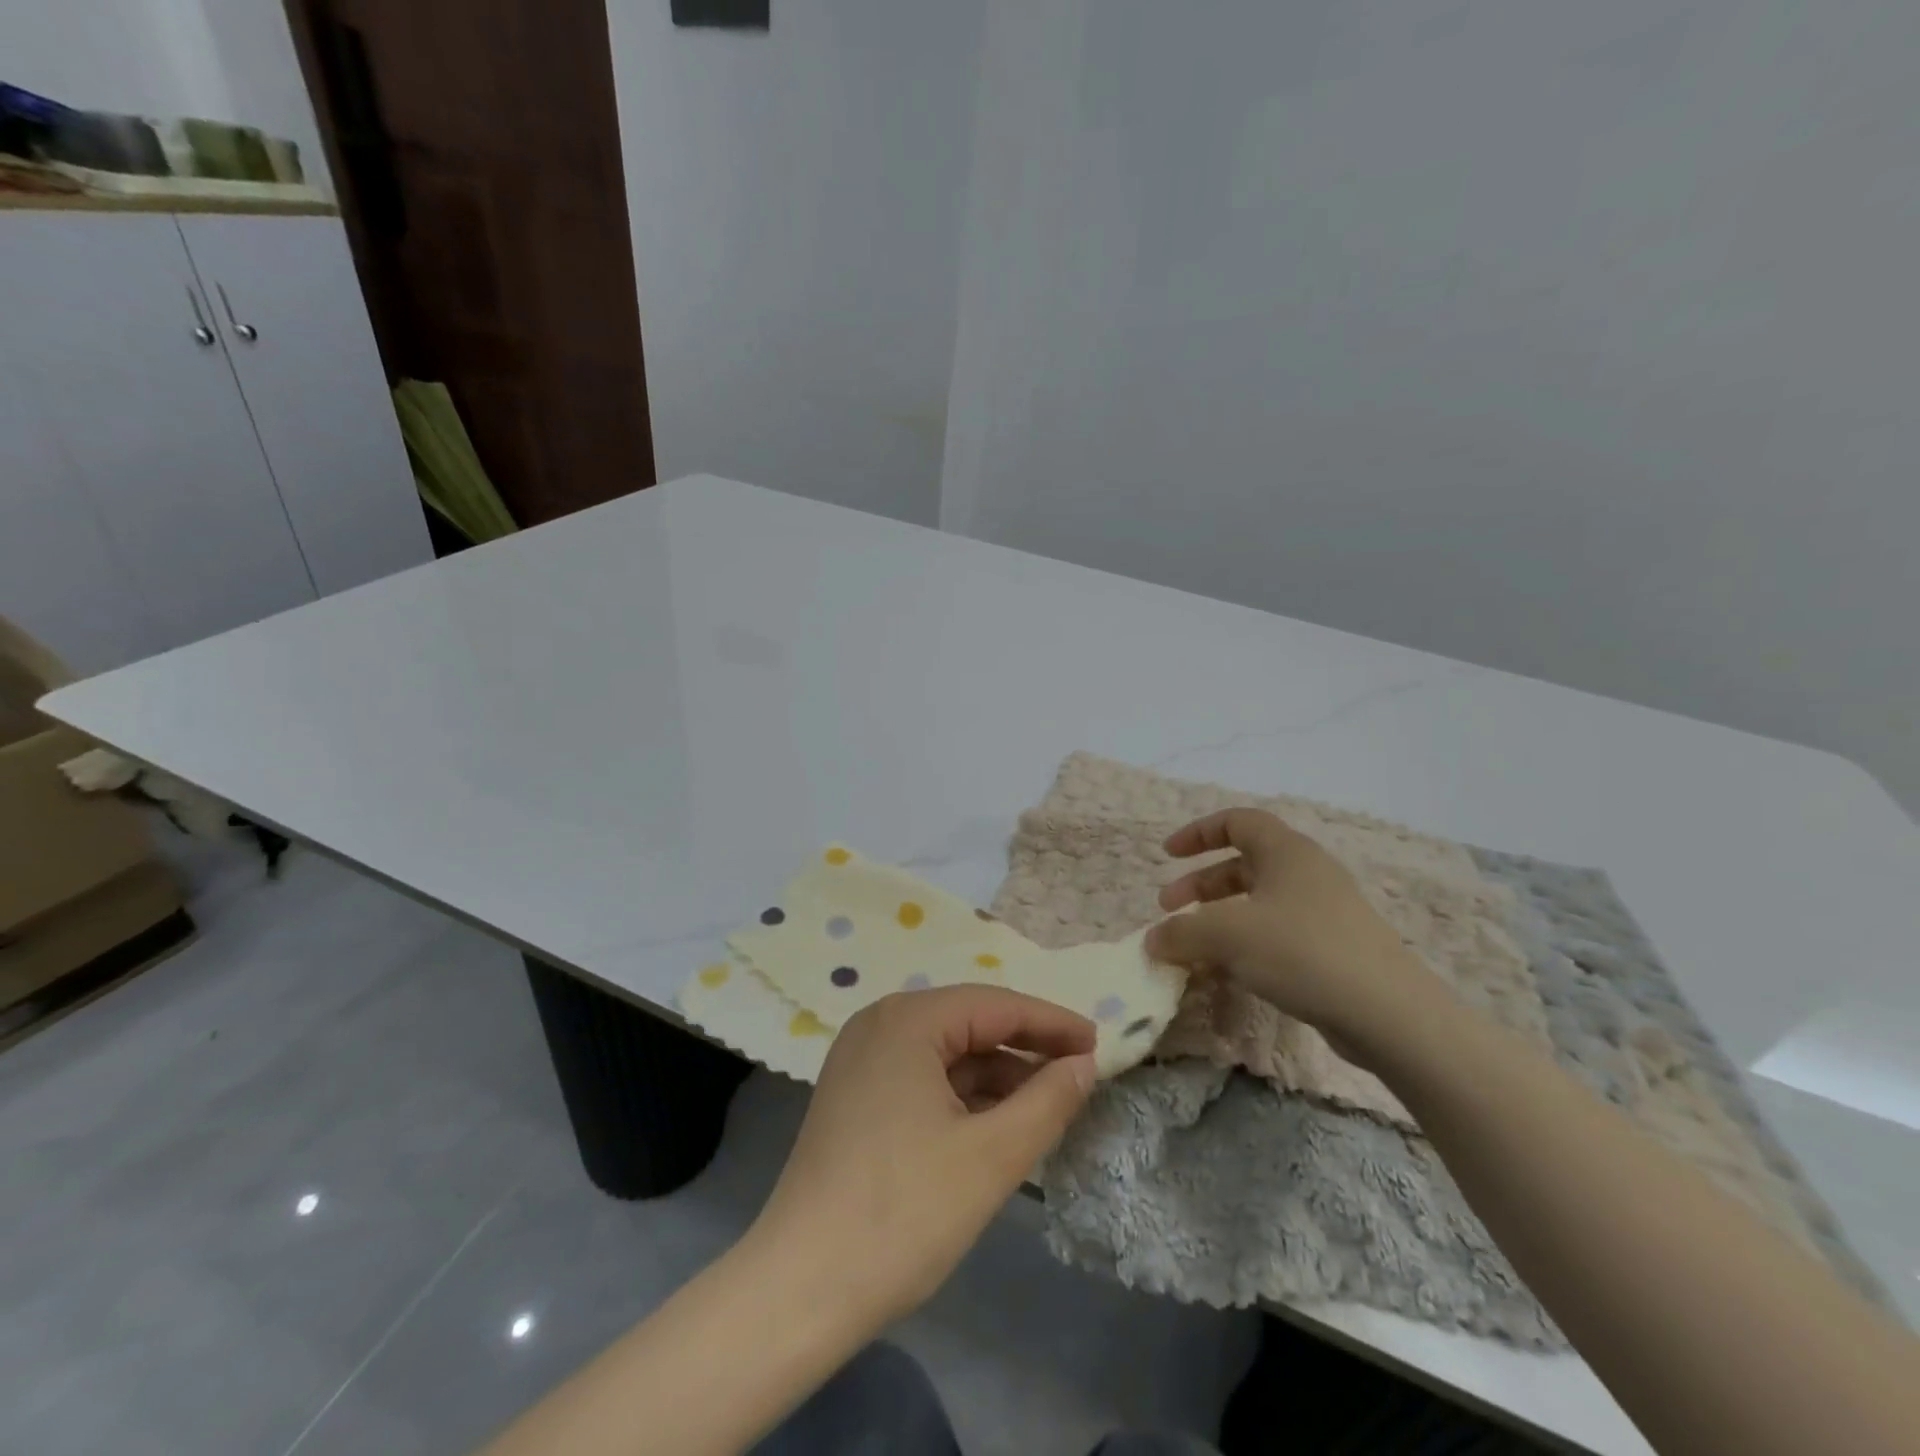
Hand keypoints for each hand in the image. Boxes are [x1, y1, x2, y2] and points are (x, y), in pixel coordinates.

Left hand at [749, 985, 1096, 1325]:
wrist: (800, 1290)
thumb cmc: (903, 1213)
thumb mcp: (991, 1157)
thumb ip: (1047, 1101)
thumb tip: (1084, 1063)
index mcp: (907, 1020)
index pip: (996, 1005)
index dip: (1051, 1022)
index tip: (1099, 1043)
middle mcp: (879, 1024)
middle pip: (969, 1023)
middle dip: (1025, 1048)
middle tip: (1079, 1073)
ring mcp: (861, 1059)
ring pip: (947, 1053)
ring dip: (997, 1075)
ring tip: (1047, 1104)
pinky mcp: (855, 1095)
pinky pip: (923, 1077)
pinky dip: (963, 1095)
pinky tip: (996, 1123)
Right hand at [1144, 807, 1448, 1057]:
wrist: (1389, 1014)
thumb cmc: (1302, 952)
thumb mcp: (1228, 936)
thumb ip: (1181, 932)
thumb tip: (1153, 940)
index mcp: (1286, 852)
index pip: (1236, 822)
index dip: (1197, 833)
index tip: (1168, 855)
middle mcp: (1307, 873)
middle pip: (1243, 865)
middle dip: (1199, 885)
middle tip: (1168, 910)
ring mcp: (1325, 912)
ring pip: (1258, 903)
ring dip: (1219, 917)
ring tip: (1193, 946)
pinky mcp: (1334, 949)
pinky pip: (1277, 933)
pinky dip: (1245, 943)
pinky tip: (1230, 972)